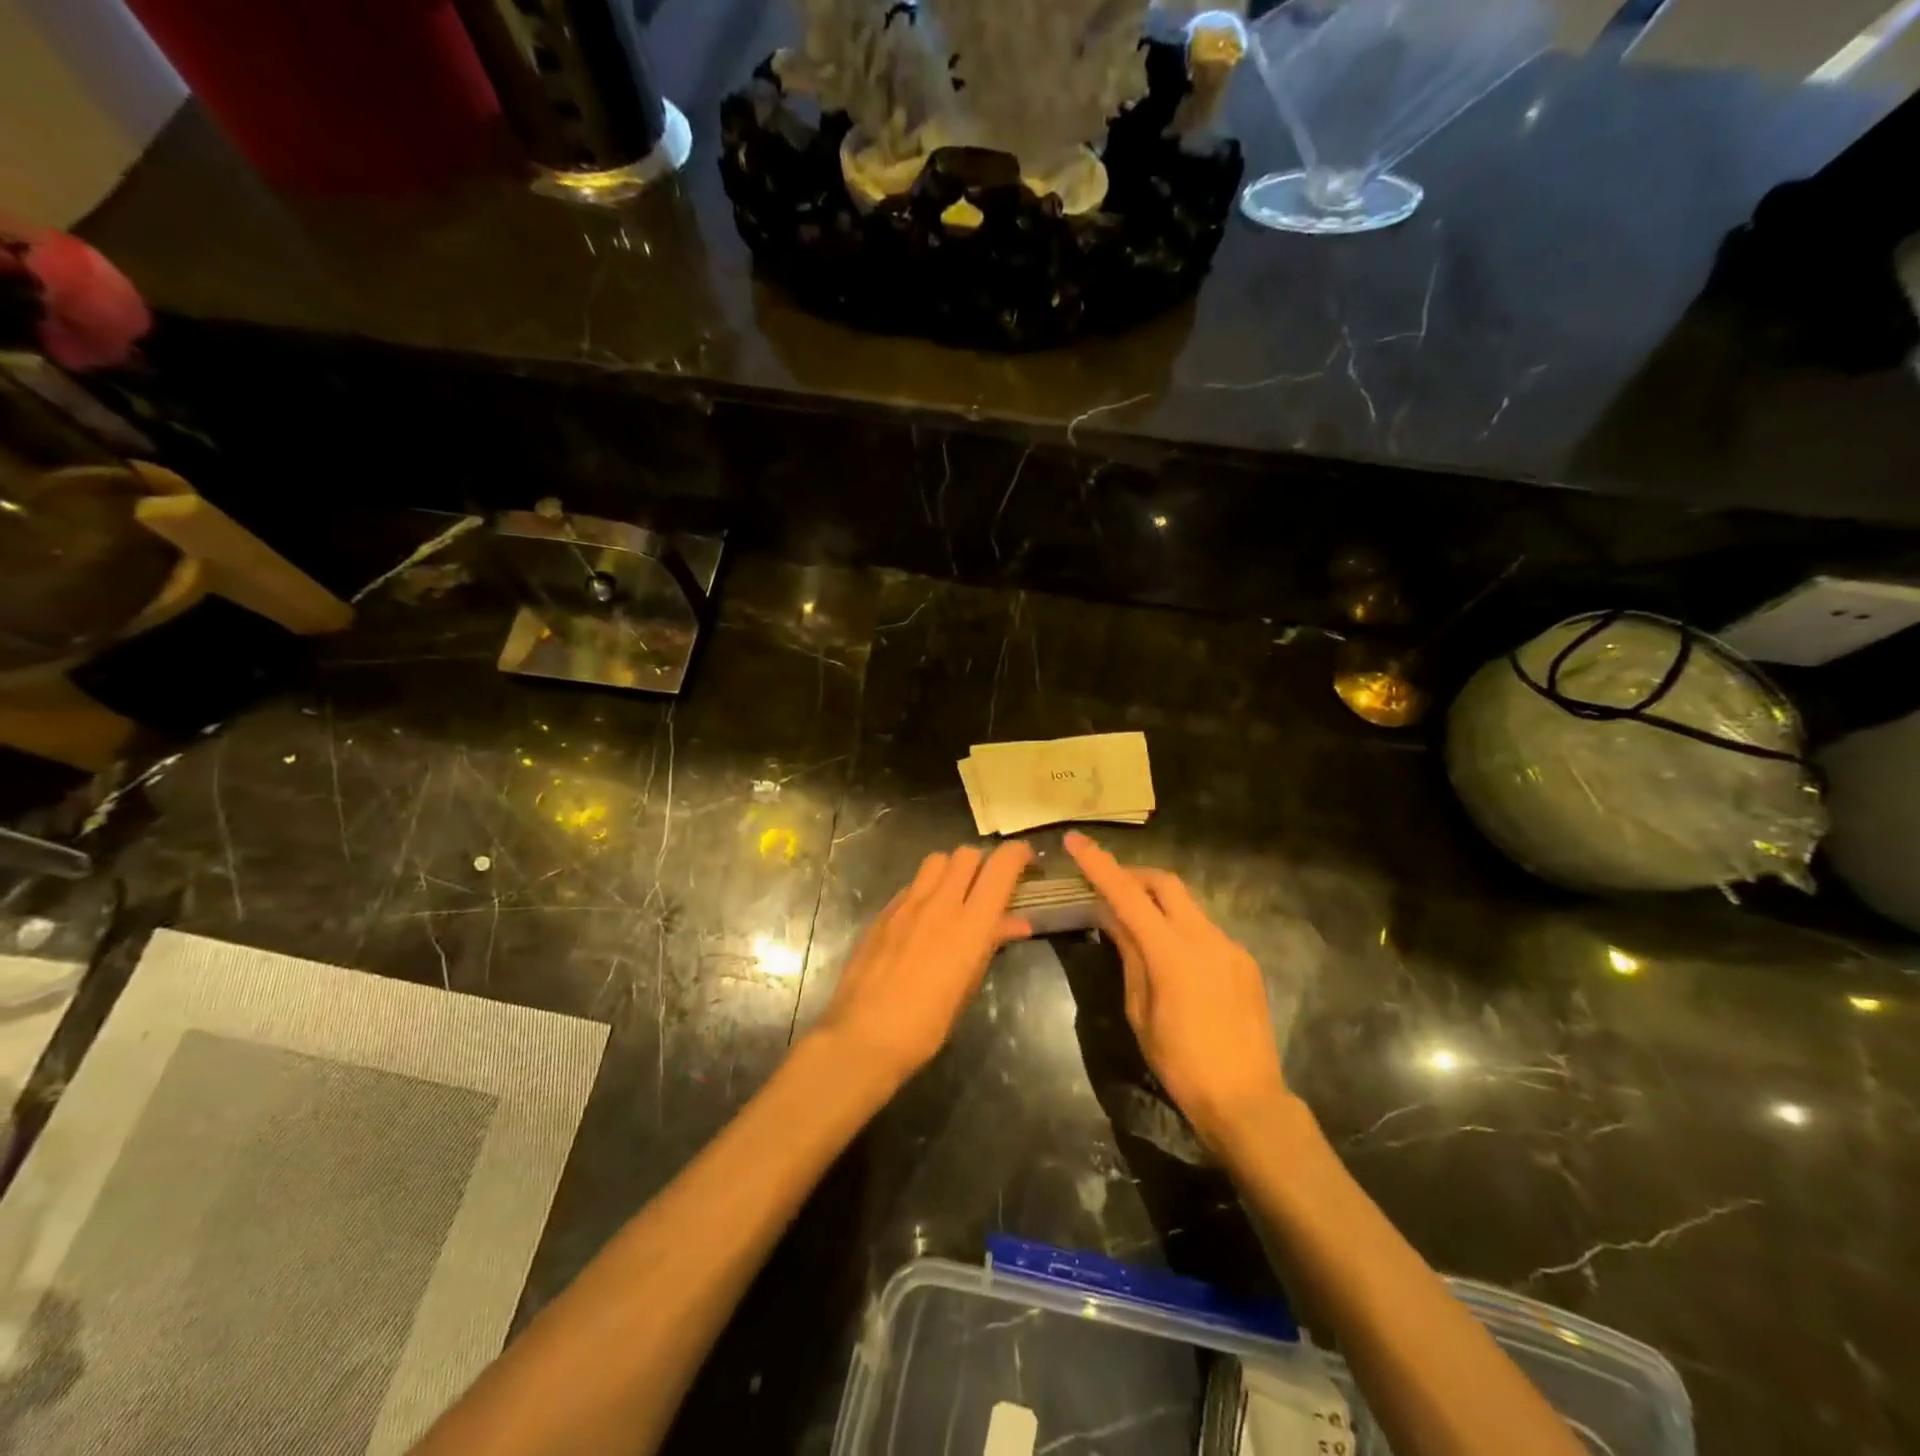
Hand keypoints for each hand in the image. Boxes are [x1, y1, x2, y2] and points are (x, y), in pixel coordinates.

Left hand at [815, 842, 1033, 1088]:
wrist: (864, 1035)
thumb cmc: (927, 1024)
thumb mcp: (969, 985)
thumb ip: (991, 944)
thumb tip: (1016, 923)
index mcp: (970, 923)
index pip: (1000, 866)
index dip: (1018, 854)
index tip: (1027, 862)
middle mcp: (940, 902)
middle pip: (967, 854)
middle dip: (984, 862)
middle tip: (990, 885)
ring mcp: (907, 904)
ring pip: (937, 861)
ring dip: (953, 869)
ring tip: (957, 895)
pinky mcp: (883, 912)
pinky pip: (913, 884)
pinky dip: (927, 888)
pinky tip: (926, 915)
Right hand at [1065, 831, 1288, 1148]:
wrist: (1246, 1100)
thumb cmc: (1180, 1063)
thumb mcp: (1139, 1011)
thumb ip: (1129, 956)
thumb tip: (1112, 918)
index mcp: (1171, 952)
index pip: (1127, 895)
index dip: (1099, 865)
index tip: (1076, 841)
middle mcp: (1204, 937)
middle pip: (1165, 883)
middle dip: (1134, 875)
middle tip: (1109, 887)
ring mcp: (1229, 946)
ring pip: (1187, 904)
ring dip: (1158, 903)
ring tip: (1137, 927)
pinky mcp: (1244, 961)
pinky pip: (1205, 930)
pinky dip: (1180, 929)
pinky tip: (1172, 959)